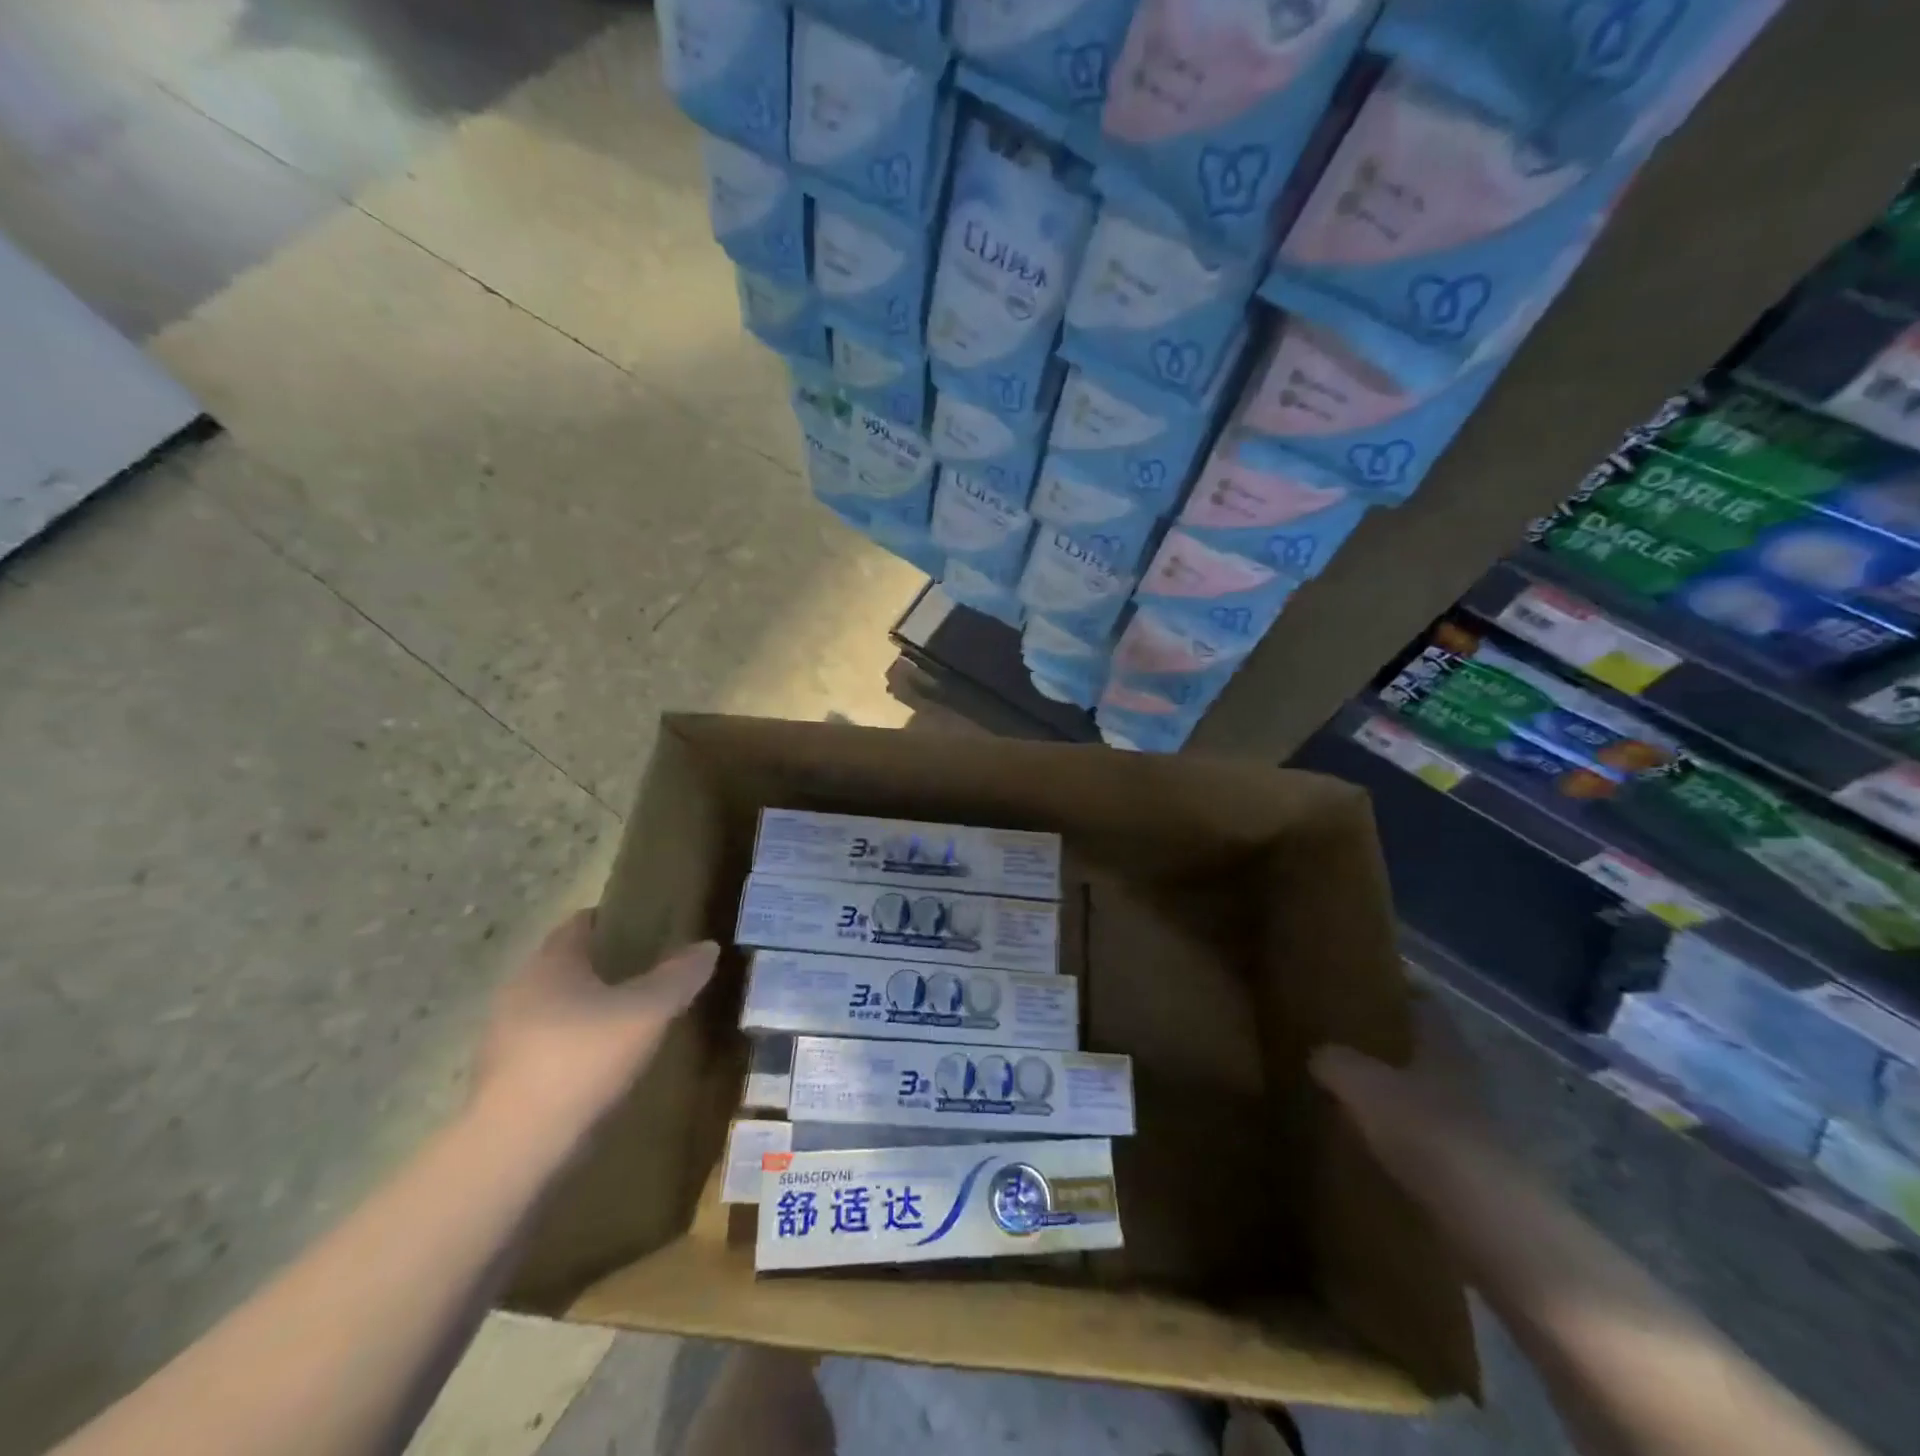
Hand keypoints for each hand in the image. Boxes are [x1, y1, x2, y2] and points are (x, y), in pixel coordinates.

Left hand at [473, 909, 718, 1137]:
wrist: (515, 1146)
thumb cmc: (583, 1058)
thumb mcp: (647, 1012)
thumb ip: (679, 976)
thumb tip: (708, 947)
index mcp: (551, 962)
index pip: (581, 923)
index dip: (614, 920)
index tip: (647, 927)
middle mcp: (521, 988)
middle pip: (567, 964)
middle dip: (605, 965)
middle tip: (649, 972)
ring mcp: (505, 1035)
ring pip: (555, 1006)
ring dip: (588, 1007)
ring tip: (630, 1019)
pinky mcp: (502, 1077)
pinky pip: (546, 1044)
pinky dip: (573, 1044)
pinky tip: (601, 1063)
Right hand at [1310, 995, 1530, 1229]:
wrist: (1490, 1223)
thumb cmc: (1426, 1131)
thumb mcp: (1362, 1084)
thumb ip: (1336, 1062)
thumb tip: (1318, 1054)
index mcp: (1444, 1046)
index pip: (1425, 1003)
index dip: (1400, 990)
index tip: (1368, 983)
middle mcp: (1466, 1079)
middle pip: (1427, 1051)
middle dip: (1393, 1044)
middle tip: (1347, 1038)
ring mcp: (1476, 1128)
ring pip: (1429, 1095)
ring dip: (1398, 1093)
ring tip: (1353, 1092)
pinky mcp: (1474, 1172)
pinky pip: (1430, 1140)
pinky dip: (1404, 1137)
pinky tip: (1374, 1143)